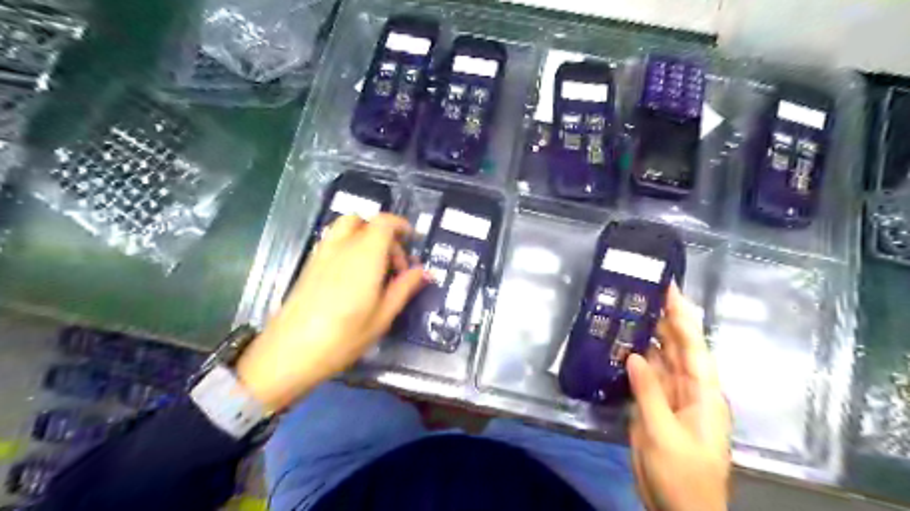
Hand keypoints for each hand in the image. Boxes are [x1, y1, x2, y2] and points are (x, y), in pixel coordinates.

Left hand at [237, 215, 429, 411]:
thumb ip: (404, 288)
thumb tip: (425, 272)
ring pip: (345, 228)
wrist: (290, 352)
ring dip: (365, 237)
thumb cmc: (343, 337)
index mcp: (365, 255)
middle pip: (364, 221)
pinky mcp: (310, 265)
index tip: (412, 242)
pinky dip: (349, 246)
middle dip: (384, 235)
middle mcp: (342, 247)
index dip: (401, 226)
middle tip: (394, 266)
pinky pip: (333, 241)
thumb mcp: (382, 316)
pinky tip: (354, 277)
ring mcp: (322, 254)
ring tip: (374, 268)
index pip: (384, 222)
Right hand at [626, 284, 729, 509]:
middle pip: (677, 346)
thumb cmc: (682, 474)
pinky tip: (623, 345)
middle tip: (642, 291)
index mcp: (702, 392)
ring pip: (660, 358)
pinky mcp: (655, 406)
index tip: (670, 287)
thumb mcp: (663, 434)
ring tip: (629, 310)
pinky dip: (636, 359)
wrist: (679, 509)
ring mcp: (671, 396)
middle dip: (663, 317)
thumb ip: (649, 392)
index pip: (693, 345)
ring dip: (648, 336)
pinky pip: (646, 376)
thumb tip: (634, 354)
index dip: (682, 314)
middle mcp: (689, 388)